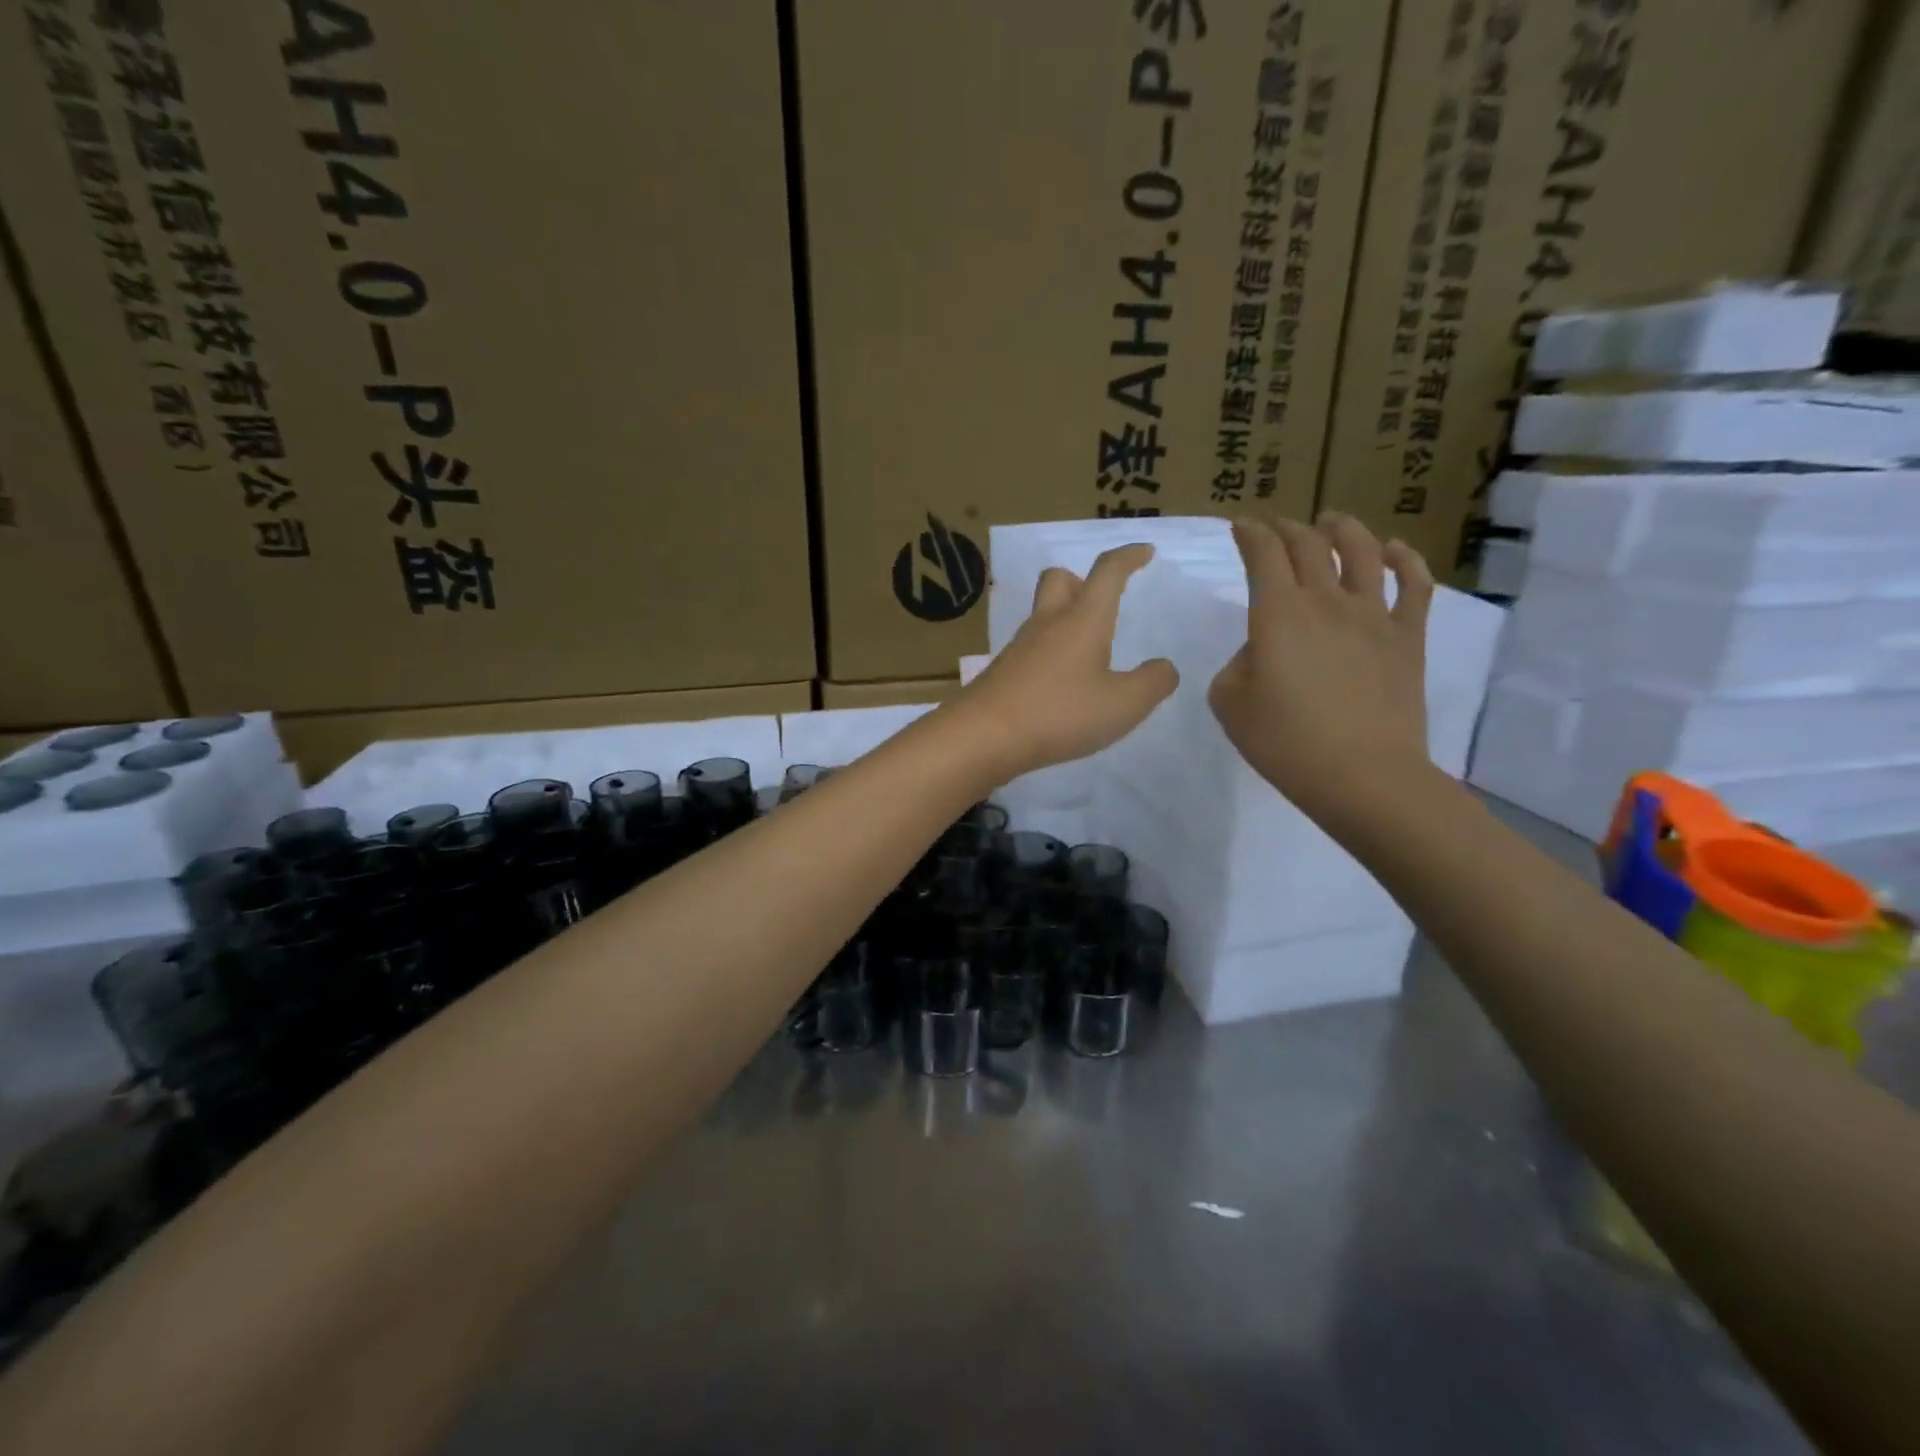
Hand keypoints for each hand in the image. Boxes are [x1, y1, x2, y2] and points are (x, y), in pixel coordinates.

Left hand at [950, 543, 1178, 780]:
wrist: (983, 736)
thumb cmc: (1059, 713)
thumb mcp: (1123, 704)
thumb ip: (1153, 683)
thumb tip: (1164, 667)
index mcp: (1083, 619)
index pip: (1108, 572)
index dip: (1129, 557)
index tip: (1144, 552)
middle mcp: (1049, 623)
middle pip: (1060, 579)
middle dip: (1083, 581)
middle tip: (1102, 603)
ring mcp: (1020, 646)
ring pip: (1043, 613)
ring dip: (1066, 619)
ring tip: (1089, 653)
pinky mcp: (1003, 671)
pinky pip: (1032, 647)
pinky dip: (1051, 652)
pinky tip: (1062, 683)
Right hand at [1209, 514, 1433, 824]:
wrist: (1361, 775)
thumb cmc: (1284, 741)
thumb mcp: (1229, 702)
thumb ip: (1238, 663)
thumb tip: (1262, 648)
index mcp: (1278, 613)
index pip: (1263, 555)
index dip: (1249, 534)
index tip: (1240, 527)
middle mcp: (1326, 601)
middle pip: (1308, 546)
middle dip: (1287, 529)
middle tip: (1275, 527)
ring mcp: (1374, 615)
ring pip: (1362, 552)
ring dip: (1343, 529)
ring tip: (1331, 521)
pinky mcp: (1407, 637)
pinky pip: (1414, 585)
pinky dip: (1404, 559)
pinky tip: (1394, 551)